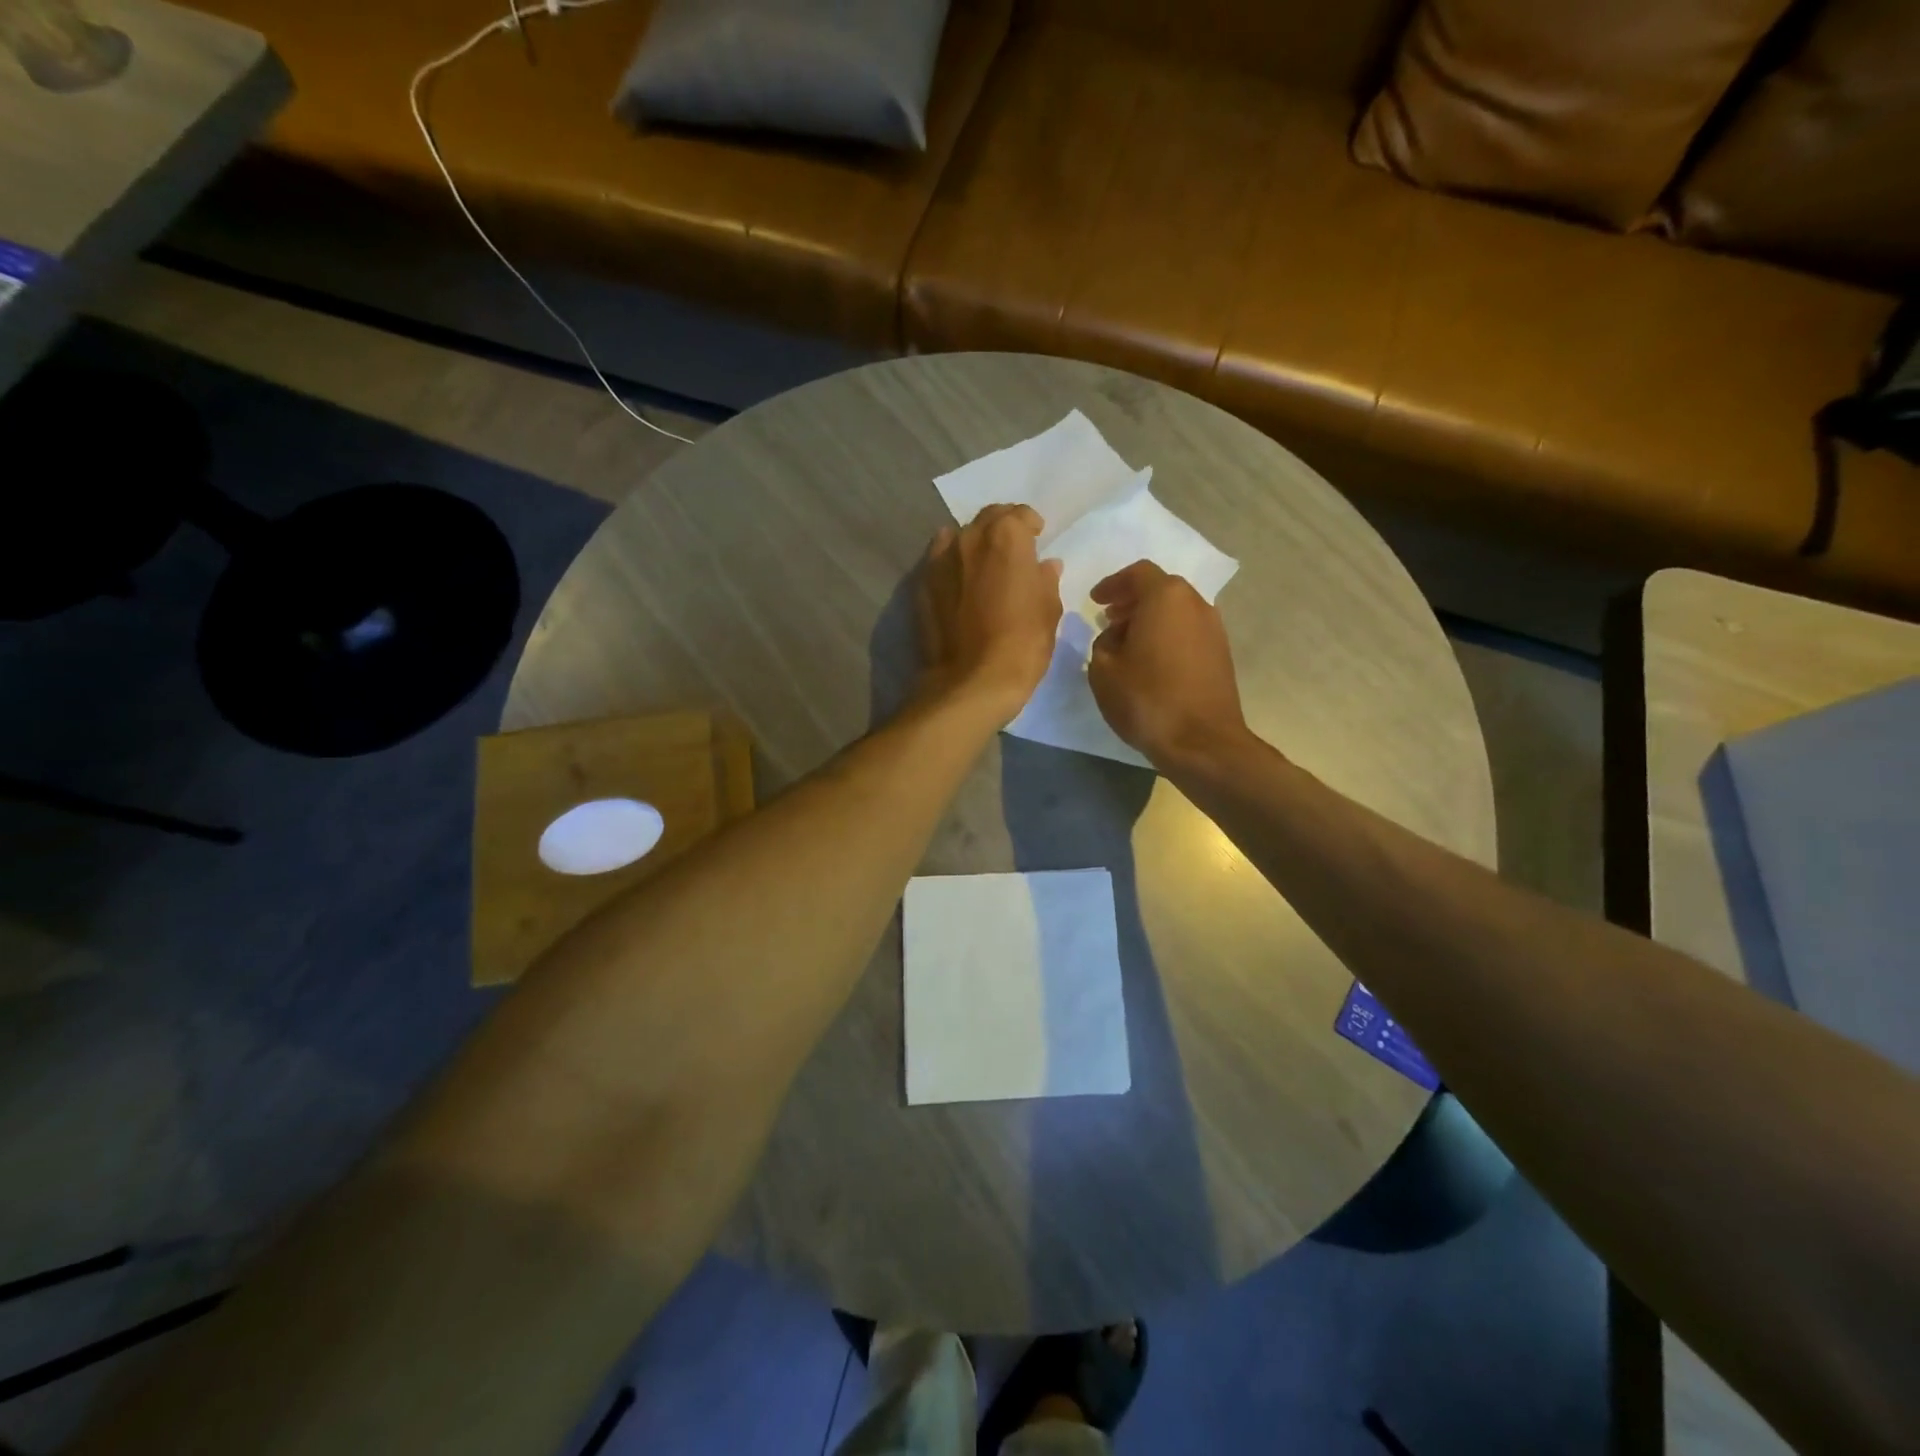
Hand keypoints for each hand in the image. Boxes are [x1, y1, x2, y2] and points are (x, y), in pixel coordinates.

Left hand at [916, 505, 1063, 724]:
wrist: (971, 681)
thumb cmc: (1022, 644)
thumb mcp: (1048, 610)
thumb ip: (1045, 580)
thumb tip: (1044, 566)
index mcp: (1006, 536)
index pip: (1020, 515)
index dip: (1031, 527)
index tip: (1037, 540)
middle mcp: (969, 537)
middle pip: (987, 519)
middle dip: (1002, 528)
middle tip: (1012, 551)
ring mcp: (940, 559)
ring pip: (959, 537)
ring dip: (974, 544)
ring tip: (983, 567)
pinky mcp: (921, 584)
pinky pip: (939, 561)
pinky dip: (952, 564)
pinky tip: (960, 584)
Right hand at [1087, 561, 1247, 767]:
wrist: (1201, 741)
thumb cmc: (1147, 699)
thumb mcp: (1103, 670)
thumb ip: (1103, 643)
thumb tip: (1116, 636)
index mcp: (1165, 597)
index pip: (1138, 573)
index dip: (1113, 584)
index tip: (1095, 601)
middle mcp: (1195, 603)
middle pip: (1161, 589)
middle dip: (1133, 600)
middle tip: (1110, 619)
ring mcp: (1214, 628)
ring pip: (1177, 611)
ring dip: (1151, 620)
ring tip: (1128, 643)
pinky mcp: (1221, 654)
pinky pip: (1188, 631)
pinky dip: (1167, 635)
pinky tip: (1151, 661)